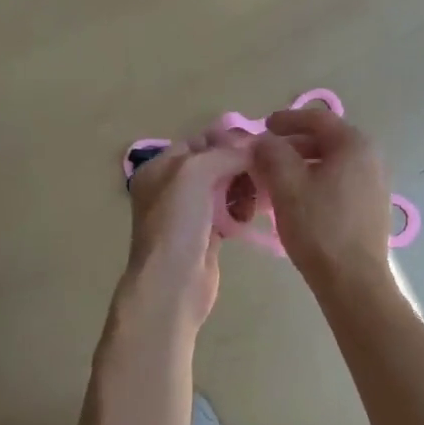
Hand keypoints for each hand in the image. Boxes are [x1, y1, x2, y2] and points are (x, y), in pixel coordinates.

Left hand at [116, 130, 255, 337]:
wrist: (172, 284)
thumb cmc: (177, 223)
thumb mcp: (195, 172)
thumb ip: (225, 153)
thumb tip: (255, 148)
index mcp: (160, 167)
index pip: (200, 141)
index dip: (229, 141)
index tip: (259, 146)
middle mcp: (171, 186)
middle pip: (215, 163)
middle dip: (240, 165)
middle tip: (263, 172)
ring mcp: (188, 212)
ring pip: (225, 187)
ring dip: (244, 188)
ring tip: (256, 198)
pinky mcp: (206, 234)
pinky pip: (229, 210)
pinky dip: (241, 209)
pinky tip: (248, 216)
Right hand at [250, 107, 393, 290]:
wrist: (354, 282)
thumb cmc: (319, 227)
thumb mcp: (286, 185)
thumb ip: (271, 153)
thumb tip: (262, 141)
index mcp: (355, 145)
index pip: (317, 118)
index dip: (286, 119)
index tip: (262, 127)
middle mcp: (371, 158)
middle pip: (325, 140)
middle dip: (291, 144)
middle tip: (264, 155)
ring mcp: (375, 183)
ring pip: (331, 163)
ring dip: (301, 164)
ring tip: (274, 178)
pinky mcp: (371, 207)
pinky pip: (339, 182)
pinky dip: (315, 181)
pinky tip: (295, 199)